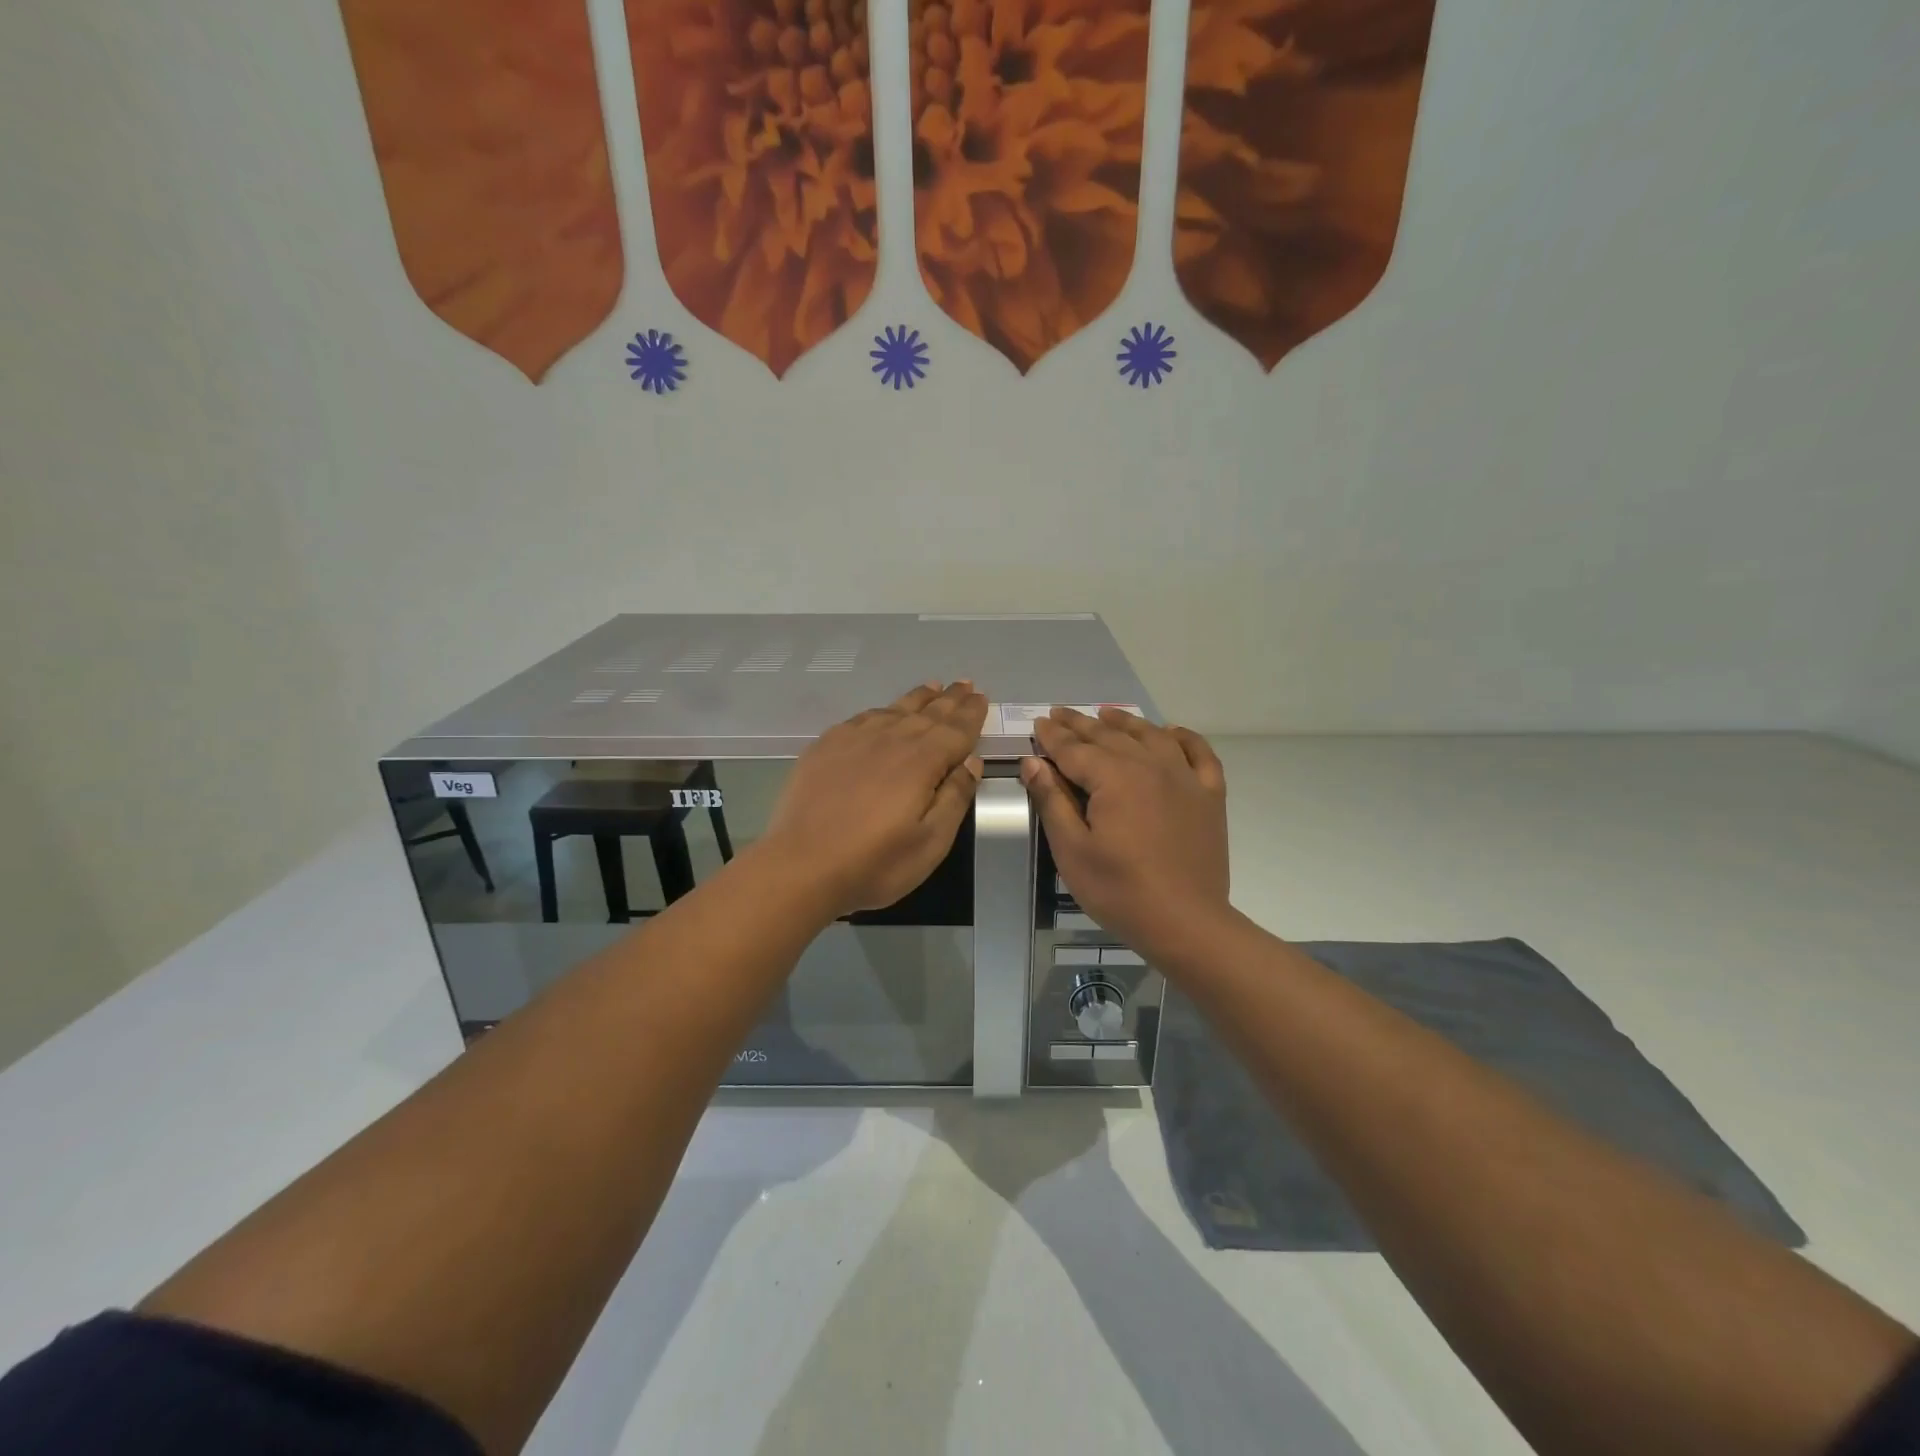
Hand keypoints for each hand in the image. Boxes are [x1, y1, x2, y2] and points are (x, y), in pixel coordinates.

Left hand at [762, 682, 987, 917]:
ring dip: (918, 698)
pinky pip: (863, 717)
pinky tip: (885, 713)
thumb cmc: (874, 863)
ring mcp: (854, 739)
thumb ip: (954, 798)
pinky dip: (882, 710)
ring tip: (933, 688)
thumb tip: (972, 762)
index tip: (982, 697)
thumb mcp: (931, 842)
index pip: (955, 730)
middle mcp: (890, 739)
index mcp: (922, 761)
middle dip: (950, 699)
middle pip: (928, 713)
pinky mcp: (826, 746)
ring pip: (895, 710)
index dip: (971, 714)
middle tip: (965, 684)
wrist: (800, 866)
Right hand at [1022, 708, 1230, 961]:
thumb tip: (1033, 762)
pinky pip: (1199, 754)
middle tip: (1060, 713)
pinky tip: (1171, 733)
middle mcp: (1150, 766)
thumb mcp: (1072, 850)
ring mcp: (1185, 778)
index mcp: (1114, 778)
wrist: (1186, 923)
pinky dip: (1184, 738)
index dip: (1052, 737)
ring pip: (1151, 737)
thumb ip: (1052, 801)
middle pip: (1110, 737)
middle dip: (1081, 724)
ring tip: (1107, 714)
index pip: (1074, 749)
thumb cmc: (1120, 890)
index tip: (1038, 724)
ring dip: (1126, 723)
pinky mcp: (1209, 796)